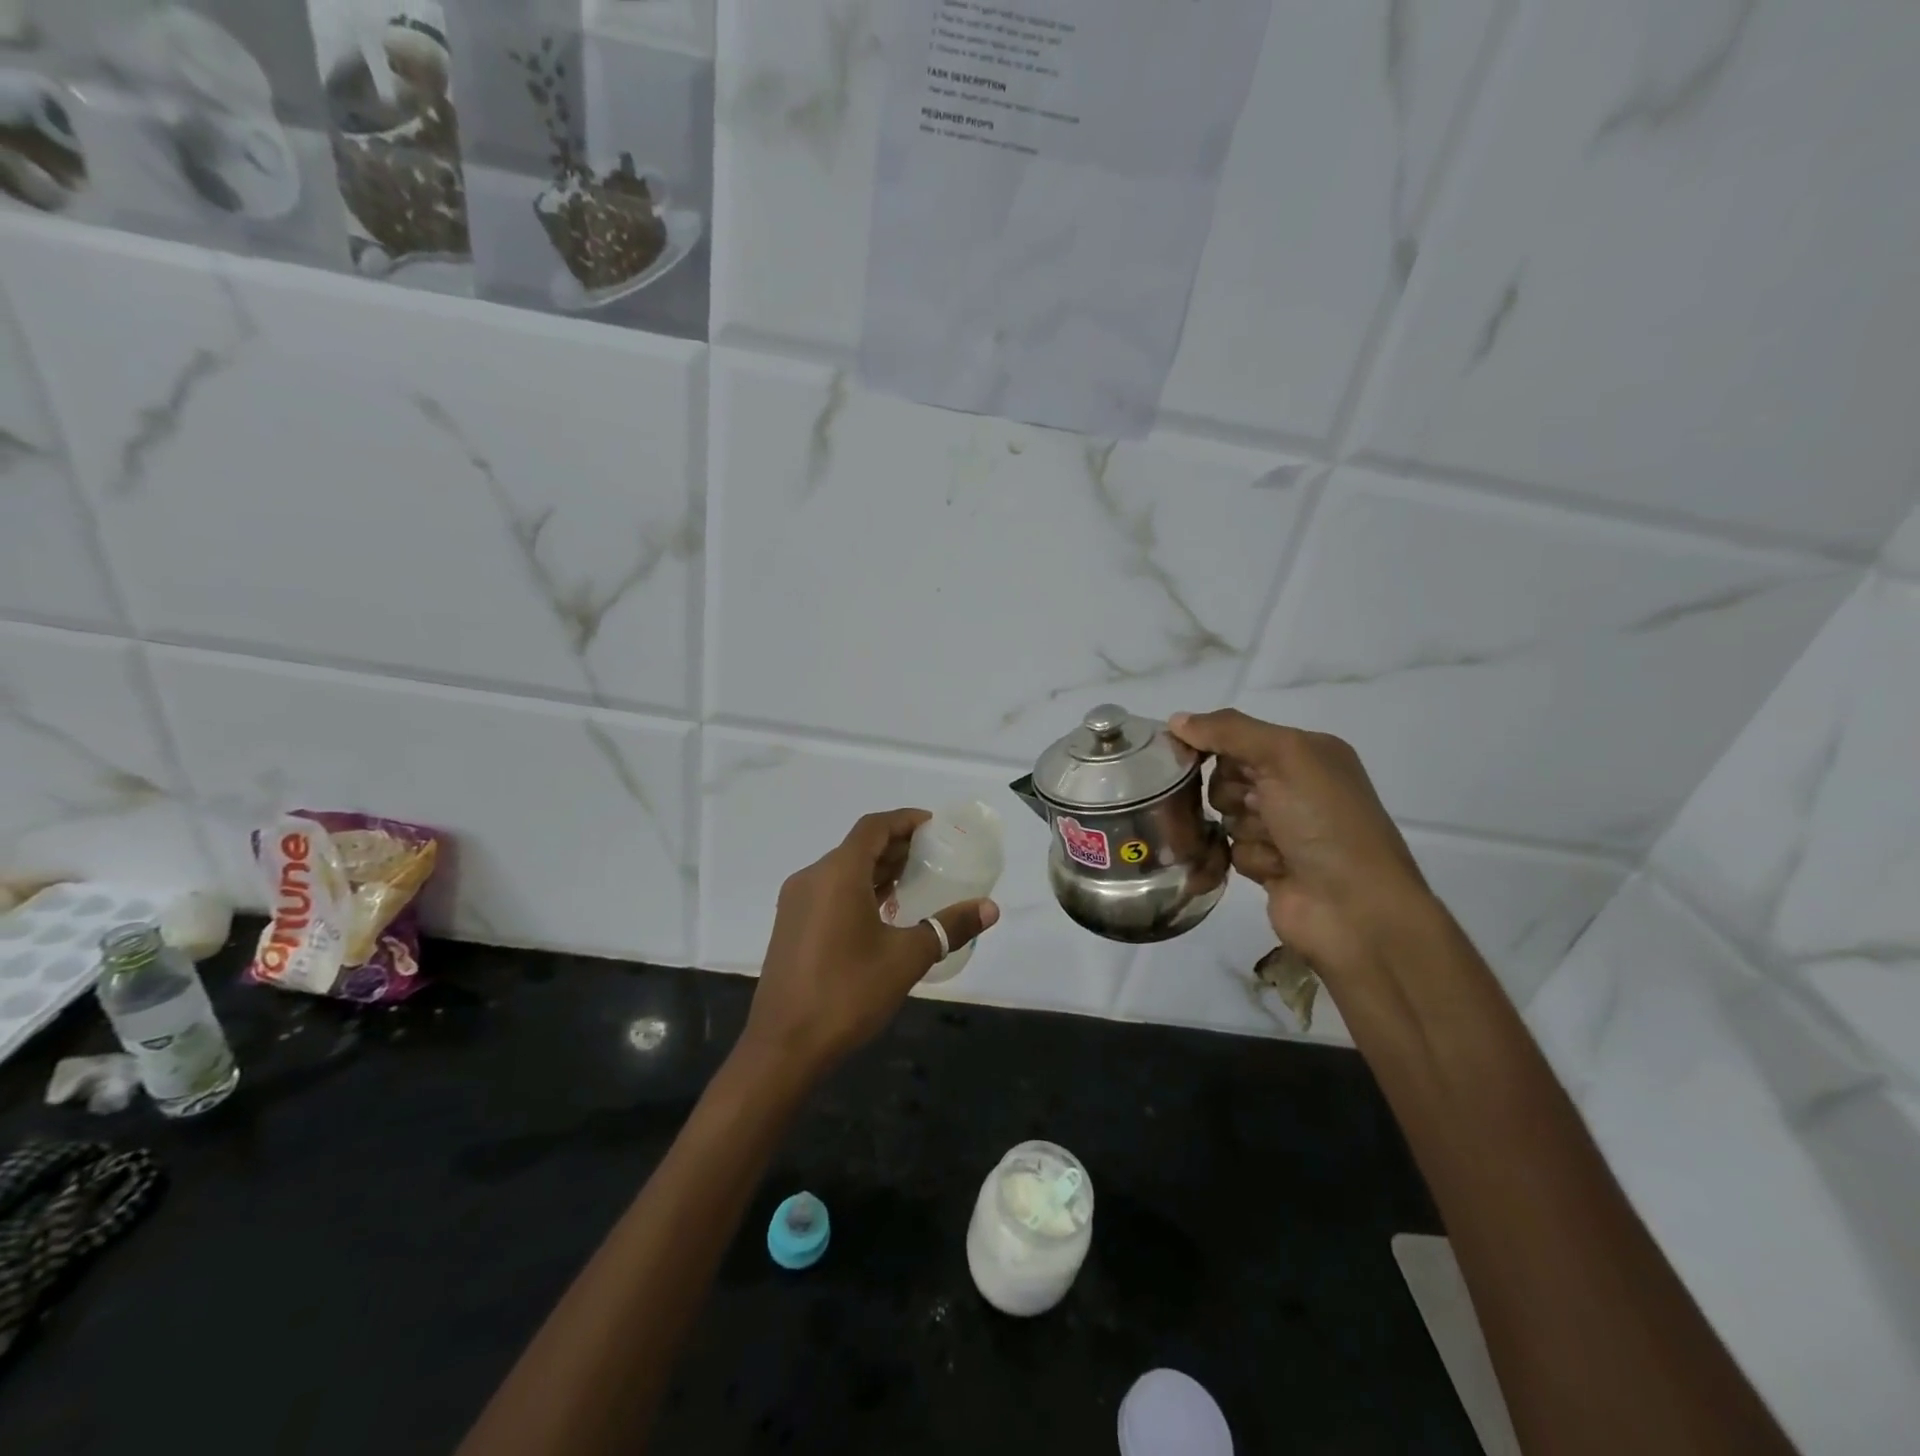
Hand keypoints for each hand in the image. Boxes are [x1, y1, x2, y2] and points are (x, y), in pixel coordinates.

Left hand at [738, 809, 998, 1082]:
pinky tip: (882, 913)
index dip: (904, 820)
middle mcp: (812, 878)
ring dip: (876, 869)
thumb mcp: (907, 958)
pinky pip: (829, 891)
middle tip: (932, 855)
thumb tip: (990, 908)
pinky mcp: (790, 926)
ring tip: (913, 881)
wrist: (784, 1046)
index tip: (934, 826)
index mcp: (837, 874)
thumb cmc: (848, 993)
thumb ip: (949, 926)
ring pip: (841, 870)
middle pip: (857, 846)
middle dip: (895, 845)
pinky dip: (857, 889)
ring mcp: (795, 903)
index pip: (873, 828)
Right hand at [1170, 710, 1436, 984]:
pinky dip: (1251, 858)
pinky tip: (1276, 870)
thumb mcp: (1284, 757)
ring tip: (1274, 844)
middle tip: (1257, 805)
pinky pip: (1232, 850)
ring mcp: (1284, 828)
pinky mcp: (1270, 865)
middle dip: (1232, 793)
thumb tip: (1176, 720)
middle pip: (1227, 777)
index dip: (1213, 745)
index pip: (1239, 736)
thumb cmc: (1325, 822)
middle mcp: (1297, 786)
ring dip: (1244, 829)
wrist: (1355, 908)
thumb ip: (1229, 731)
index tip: (1188, 756)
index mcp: (1308, 752)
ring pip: (1226, 816)